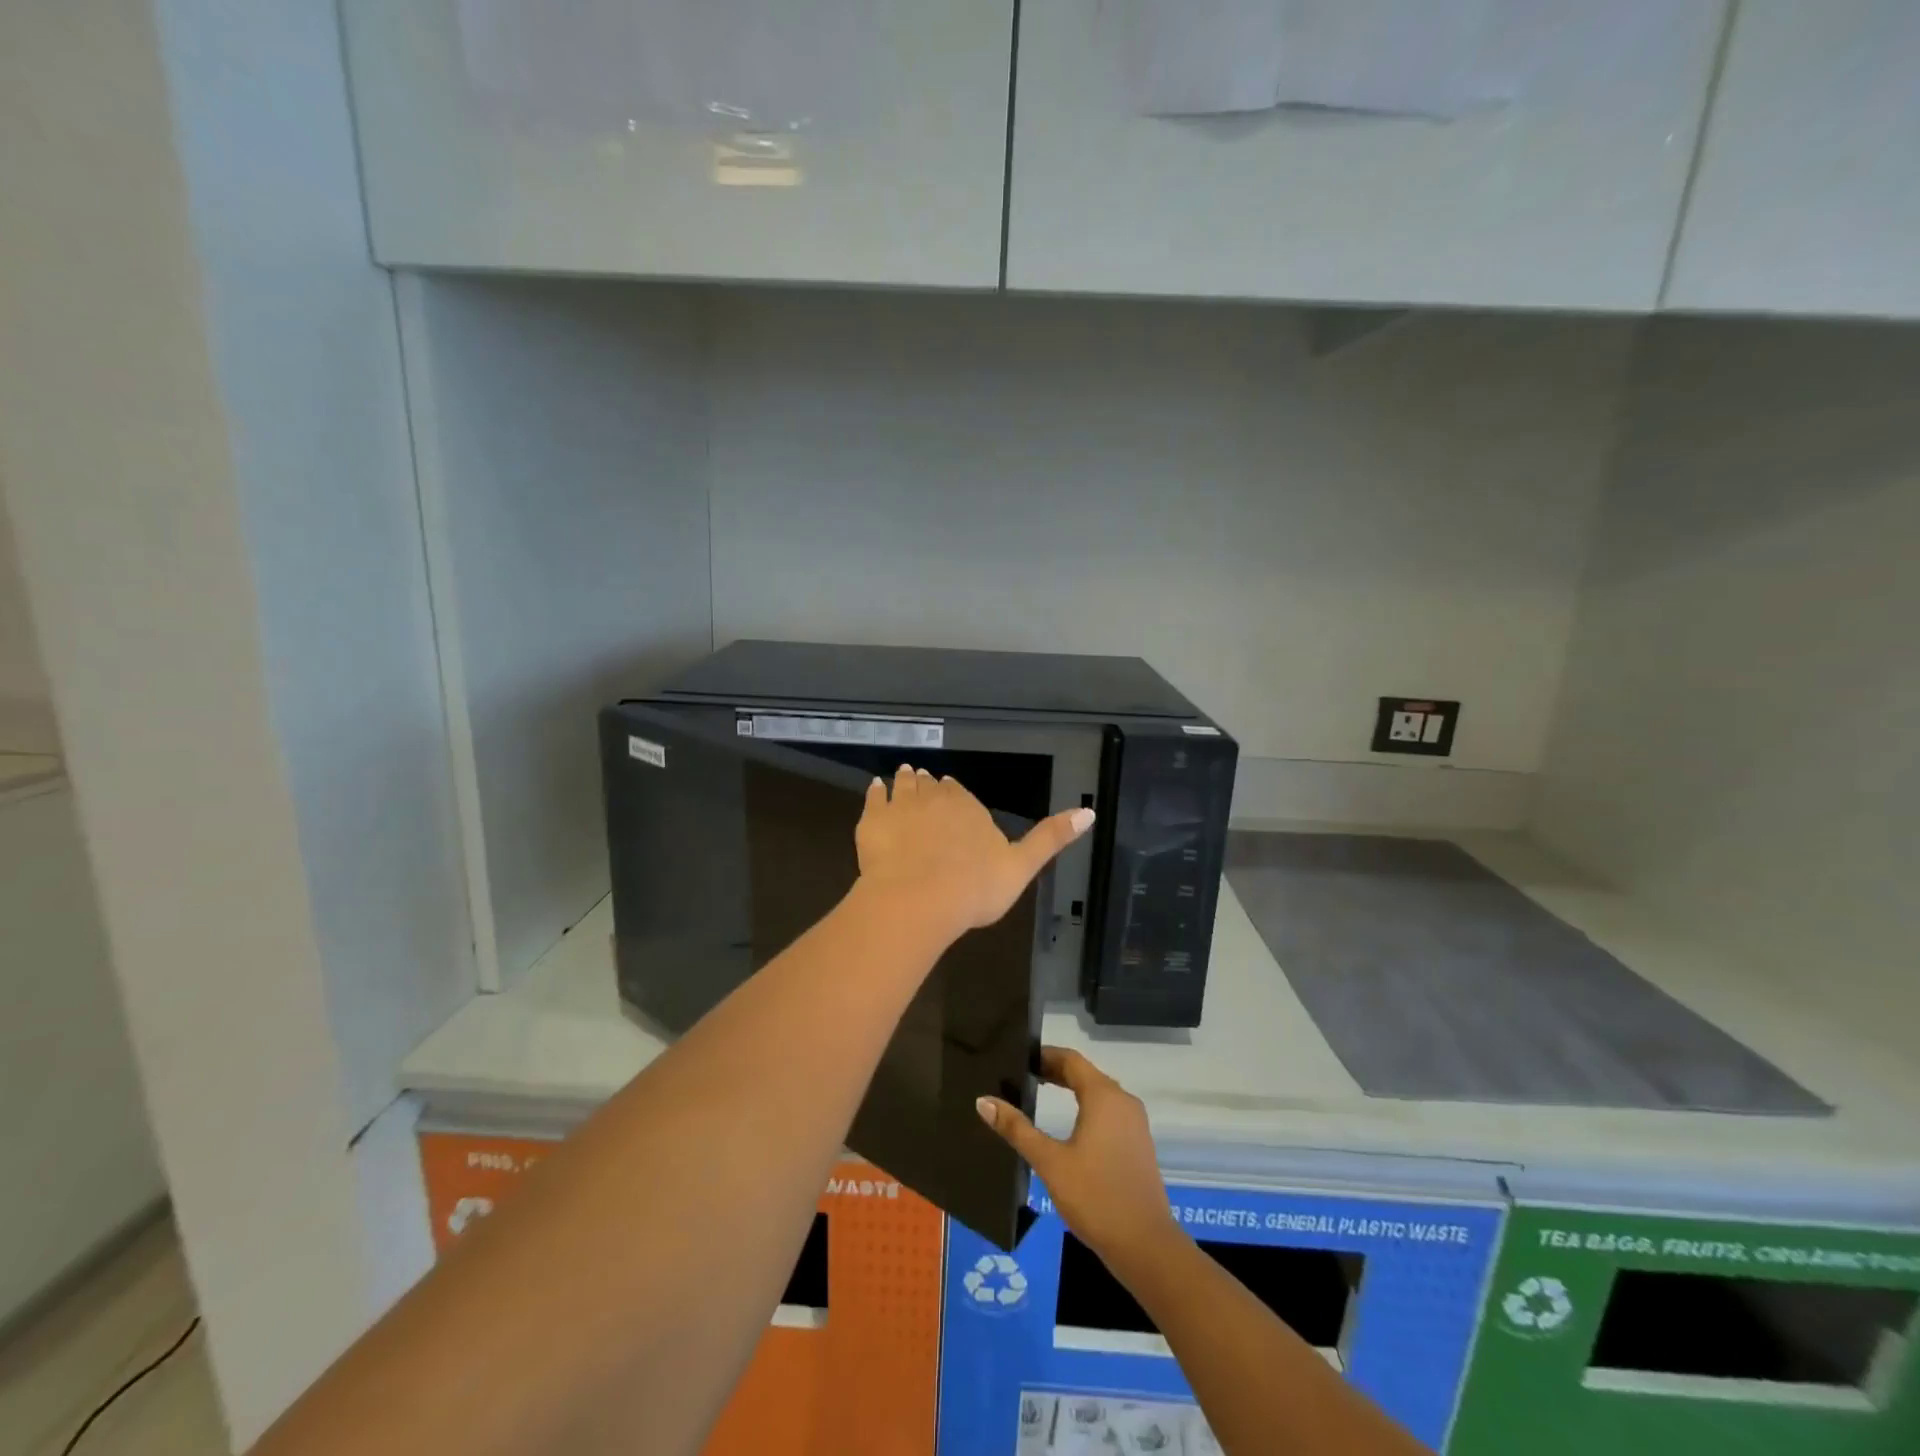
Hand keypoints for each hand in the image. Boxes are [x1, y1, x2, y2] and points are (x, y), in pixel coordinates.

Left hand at [855, 765, 1092, 943]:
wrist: (918, 900)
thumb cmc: (975, 888)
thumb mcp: (1022, 866)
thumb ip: (1051, 837)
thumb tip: (1090, 810)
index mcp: (969, 808)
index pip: (961, 794)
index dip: (956, 795)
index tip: (951, 792)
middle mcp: (935, 799)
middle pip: (932, 787)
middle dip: (930, 786)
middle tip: (926, 782)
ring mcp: (901, 808)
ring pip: (904, 786)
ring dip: (906, 780)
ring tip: (903, 775)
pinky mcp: (872, 822)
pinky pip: (873, 798)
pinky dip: (876, 791)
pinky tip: (876, 788)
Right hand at [977, 1047, 1180, 1279]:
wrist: (1146, 1247)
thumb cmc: (1095, 1197)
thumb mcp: (1050, 1162)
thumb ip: (1017, 1129)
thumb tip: (983, 1101)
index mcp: (1104, 1096)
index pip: (1071, 1059)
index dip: (1045, 1055)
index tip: (1020, 1059)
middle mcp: (1123, 1101)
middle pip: (1085, 1074)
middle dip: (1055, 1072)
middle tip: (1023, 1077)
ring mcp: (1134, 1123)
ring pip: (1099, 1093)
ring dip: (1071, 1089)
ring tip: (1039, 1095)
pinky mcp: (1138, 1144)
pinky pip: (1108, 1112)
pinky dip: (1086, 1108)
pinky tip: (1069, 1127)